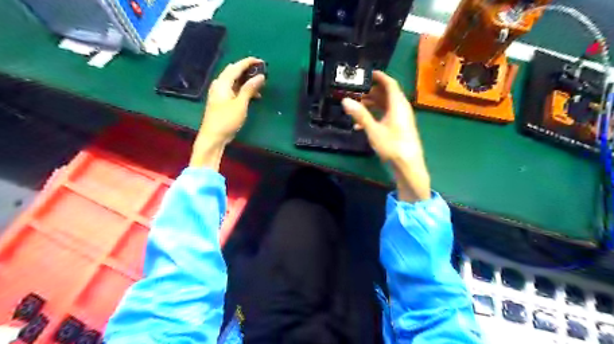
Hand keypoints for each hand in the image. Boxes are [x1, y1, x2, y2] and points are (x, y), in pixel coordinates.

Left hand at [190, 56, 266, 169]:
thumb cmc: (226, 120)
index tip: (261, 61)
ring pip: (234, 82)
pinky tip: (253, 96)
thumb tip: (260, 76)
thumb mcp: (240, 104)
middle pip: (234, 72)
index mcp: (222, 83)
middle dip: (247, 70)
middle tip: (261, 71)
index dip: (248, 62)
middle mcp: (219, 85)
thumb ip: (250, 88)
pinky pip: (234, 90)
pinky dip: (244, 90)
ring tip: (260, 85)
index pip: (236, 67)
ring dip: (247, 81)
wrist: (213, 137)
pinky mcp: (222, 102)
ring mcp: (220, 93)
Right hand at [341, 70, 429, 202]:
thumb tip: (345, 100)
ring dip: (371, 105)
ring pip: (386, 106)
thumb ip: (360, 115)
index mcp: (398, 104)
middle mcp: (401, 108)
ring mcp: (401, 119)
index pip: (390, 83)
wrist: (408, 165)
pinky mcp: (399, 128)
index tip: (368, 73)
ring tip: (356, 107)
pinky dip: (375, 116)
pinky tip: (361, 126)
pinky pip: (386, 116)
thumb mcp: (374, 130)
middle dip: (371, 92)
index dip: (380, 76)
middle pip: (387, 94)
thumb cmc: (392, 145)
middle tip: (357, 92)